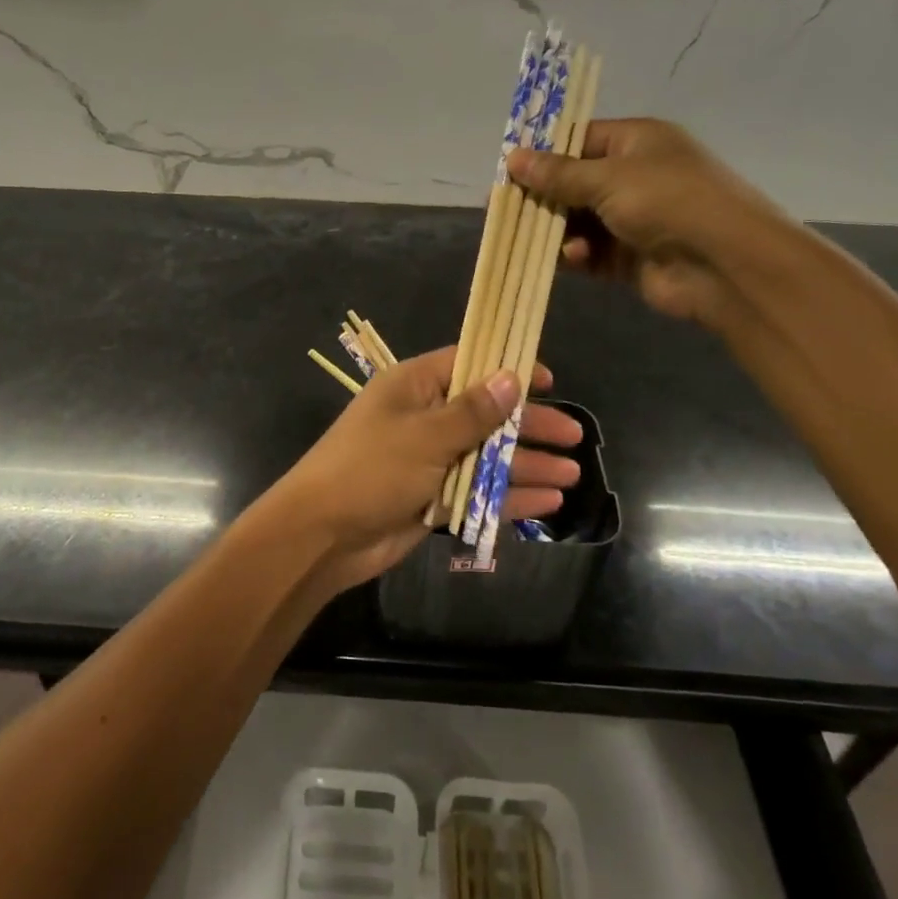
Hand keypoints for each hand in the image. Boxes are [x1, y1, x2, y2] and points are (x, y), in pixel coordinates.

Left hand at [264, 347, 583, 593]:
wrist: (322, 534)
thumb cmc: (370, 469)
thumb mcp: (425, 435)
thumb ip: (472, 411)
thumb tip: (512, 377)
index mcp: (414, 386)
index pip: (468, 364)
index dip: (508, 368)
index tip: (548, 379)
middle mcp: (424, 418)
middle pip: (486, 414)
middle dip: (529, 424)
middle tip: (575, 435)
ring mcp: (429, 460)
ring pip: (487, 456)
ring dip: (526, 464)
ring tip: (572, 474)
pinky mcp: (433, 498)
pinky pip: (477, 491)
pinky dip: (508, 496)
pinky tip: (546, 502)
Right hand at [508, 118, 800, 328]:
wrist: (724, 264)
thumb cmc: (668, 201)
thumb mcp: (608, 178)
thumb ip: (558, 173)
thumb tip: (512, 158)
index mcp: (636, 142)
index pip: (579, 139)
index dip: (543, 153)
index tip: (508, 169)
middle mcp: (634, 176)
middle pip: (573, 183)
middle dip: (542, 197)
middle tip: (505, 210)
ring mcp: (632, 219)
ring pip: (577, 221)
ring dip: (558, 230)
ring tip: (537, 239)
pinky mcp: (629, 257)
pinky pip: (590, 252)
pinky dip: (576, 255)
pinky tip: (574, 259)